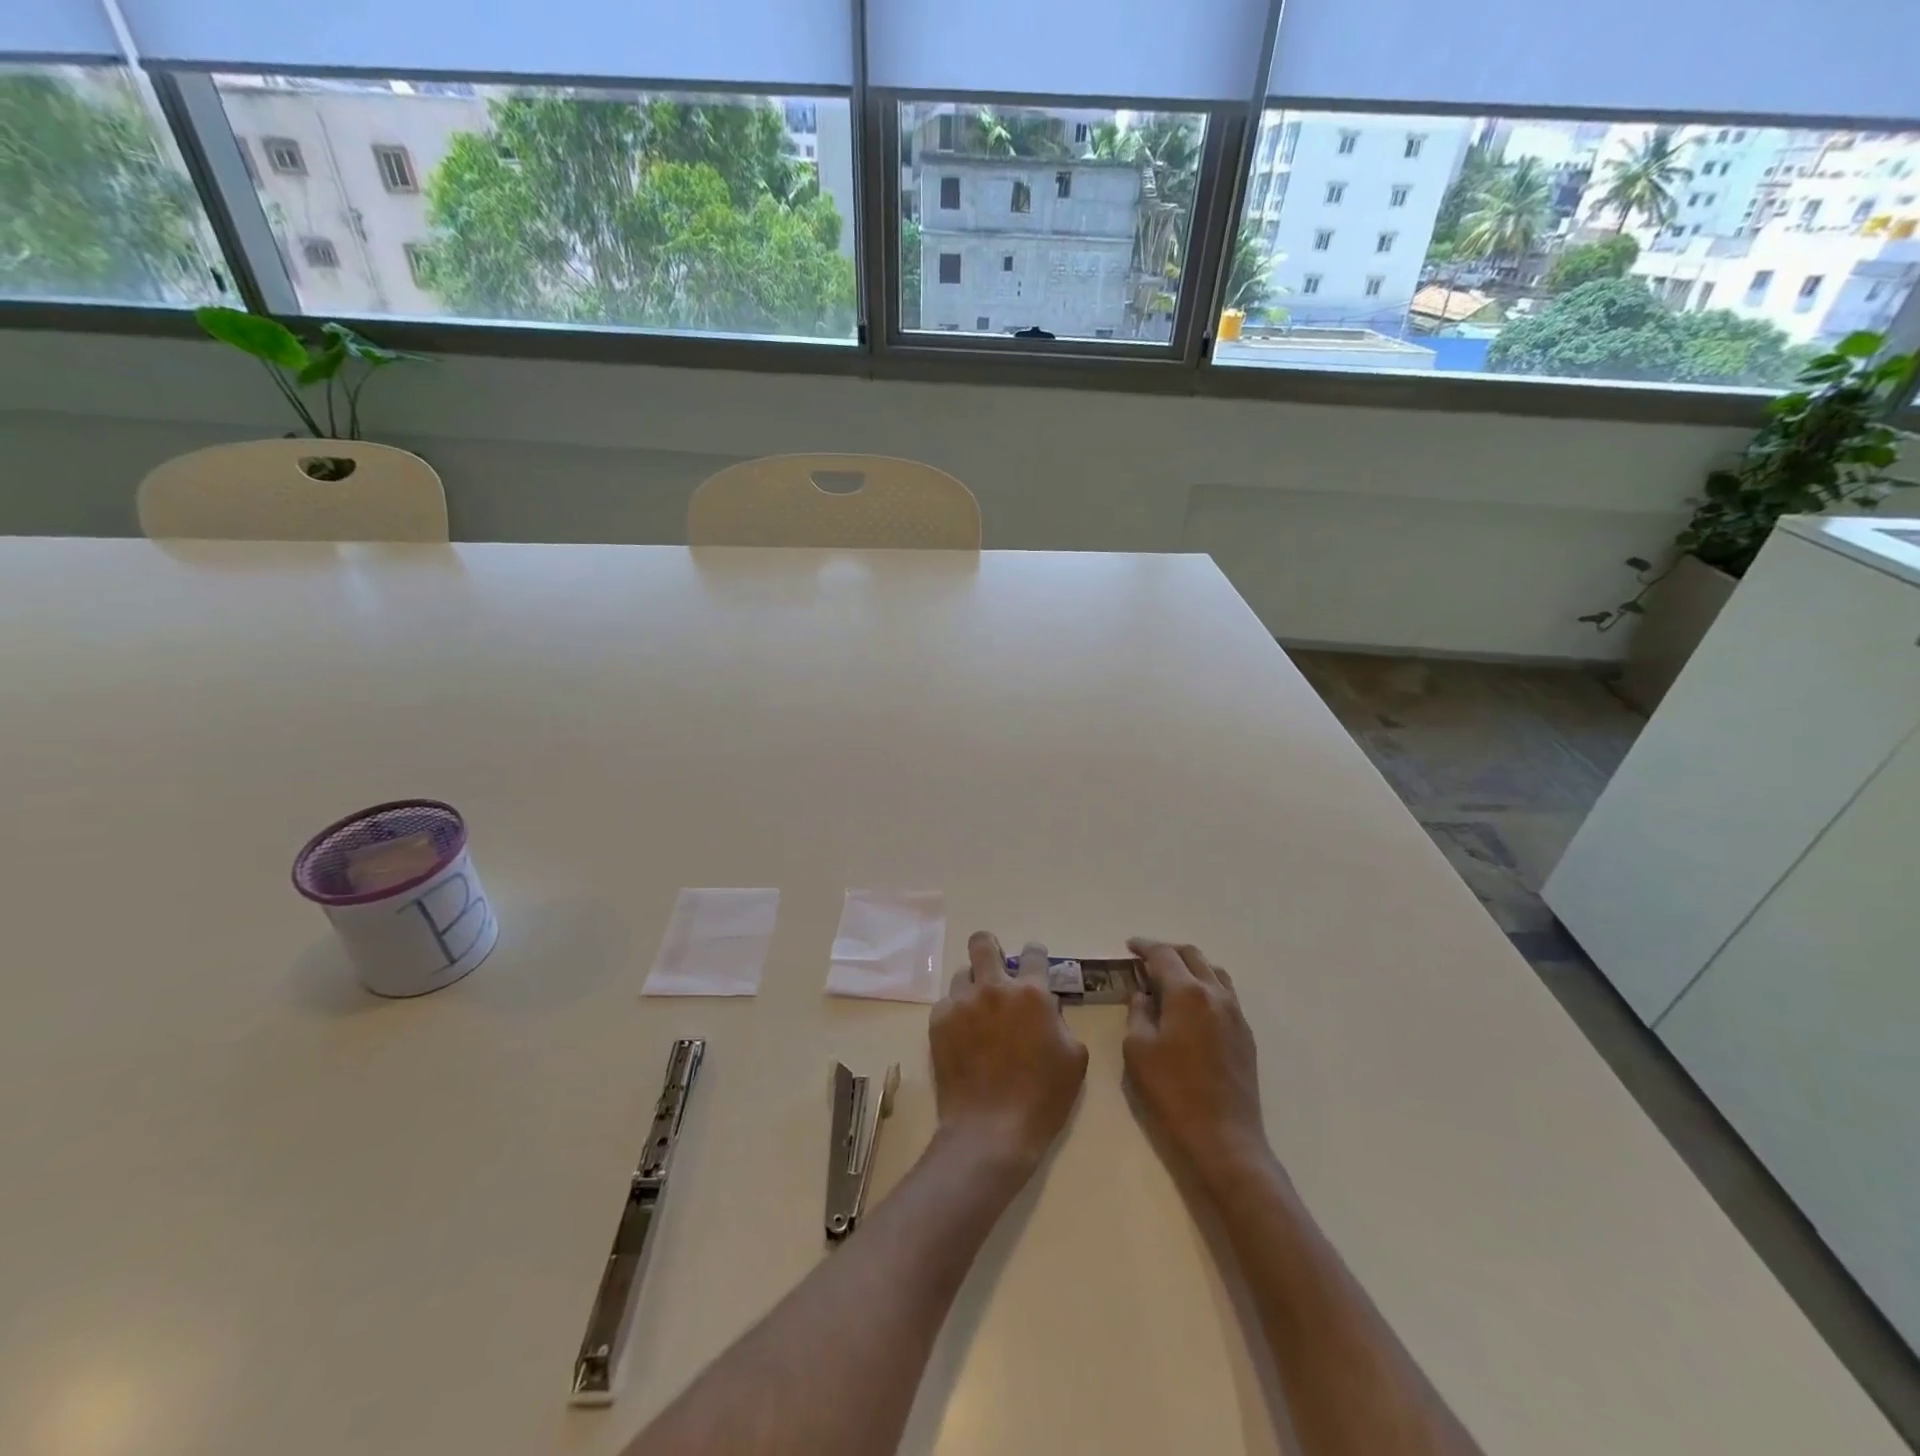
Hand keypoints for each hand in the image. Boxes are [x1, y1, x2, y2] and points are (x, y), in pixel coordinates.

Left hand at [929, 932, 1088, 1173]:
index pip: (1034, 952)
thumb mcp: (1073, 1058)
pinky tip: (963, 1036)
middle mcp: (994, 987)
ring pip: (963, 973)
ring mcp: (962, 1002)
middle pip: (983, 943)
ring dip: (973, 985)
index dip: (1035, 955)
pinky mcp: (939, 1021)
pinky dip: (956, 1013)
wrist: (991, 1131)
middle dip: (990, 949)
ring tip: (978, 1010)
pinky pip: (947, 1003)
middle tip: (995, 969)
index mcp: (1031, 993)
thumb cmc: (1042, 1098)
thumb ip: (1060, 1021)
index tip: (1034, 965)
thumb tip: (1047, 1007)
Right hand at [1123, 938, 1270, 1193]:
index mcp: (1187, 993)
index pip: (1163, 955)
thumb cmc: (1172, 1092)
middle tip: (1146, 959)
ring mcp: (1235, 1014)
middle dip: (1167, 951)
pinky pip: (1225, 993)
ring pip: (1213, 972)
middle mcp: (1215, 994)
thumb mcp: (1138, 1049)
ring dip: (1190, 966)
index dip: (1144, 947)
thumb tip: (1143, 996)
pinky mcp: (1245, 1034)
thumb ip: (1138, 1013)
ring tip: (1170, 978)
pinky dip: (1205, 986)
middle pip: (1192, 956)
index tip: (1129, 946)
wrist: (1224, 1137)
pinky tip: (1192, 1005)